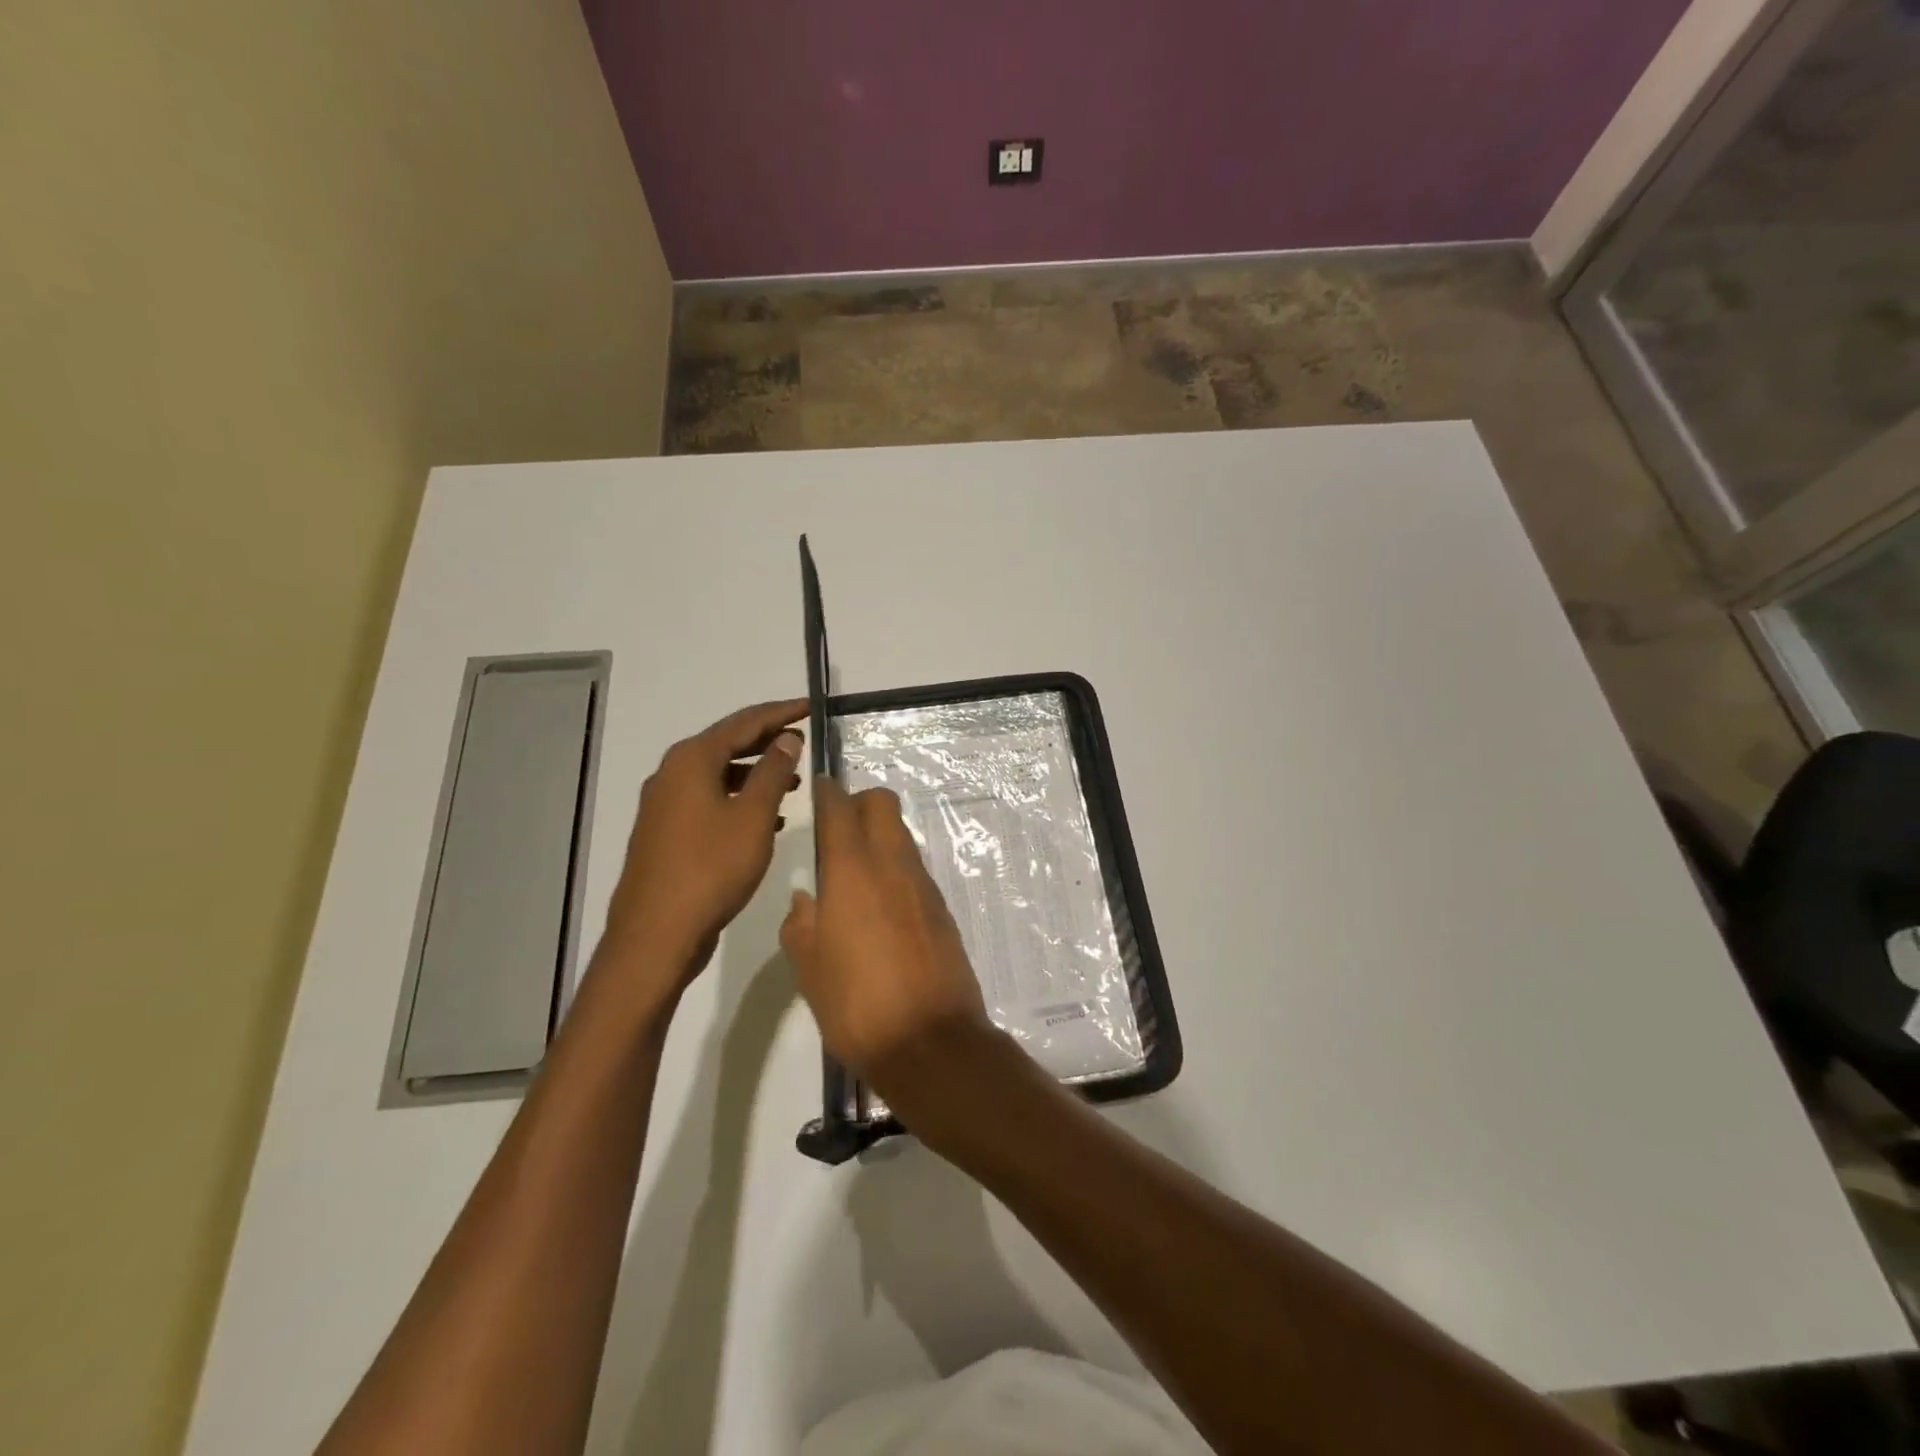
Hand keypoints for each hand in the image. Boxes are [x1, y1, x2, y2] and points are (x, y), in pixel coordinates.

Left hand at [601, 699, 806, 988]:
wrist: (657, 933)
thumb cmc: (711, 868)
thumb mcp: (754, 816)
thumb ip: (773, 772)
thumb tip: (787, 739)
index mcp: (691, 760)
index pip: (744, 722)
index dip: (780, 713)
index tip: (810, 707)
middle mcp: (672, 774)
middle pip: (727, 744)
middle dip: (767, 741)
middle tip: (803, 739)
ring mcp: (664, 805)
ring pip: (718, 775)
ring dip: (755, 774)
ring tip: (792, 782)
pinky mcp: (665, 833)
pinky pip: (708, 801)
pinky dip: (739, 800)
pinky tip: (766, 820)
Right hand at [780, 779, 995, 1097]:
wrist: (931, 1042)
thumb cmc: (856, 1005)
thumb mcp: (808, 968)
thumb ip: (801, 924)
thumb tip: (806, 899)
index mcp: (852, 870)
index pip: (840, 807)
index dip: (827, 792)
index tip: (818, 791)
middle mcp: (892, 865)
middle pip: (882, 803)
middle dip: (859, 803)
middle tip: (837, 830)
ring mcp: (923, 885)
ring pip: (901, 835)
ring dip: (879, 837)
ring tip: (854, 873)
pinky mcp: (942, 909)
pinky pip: (915, 870)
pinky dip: (896, 870)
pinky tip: (880, 908)